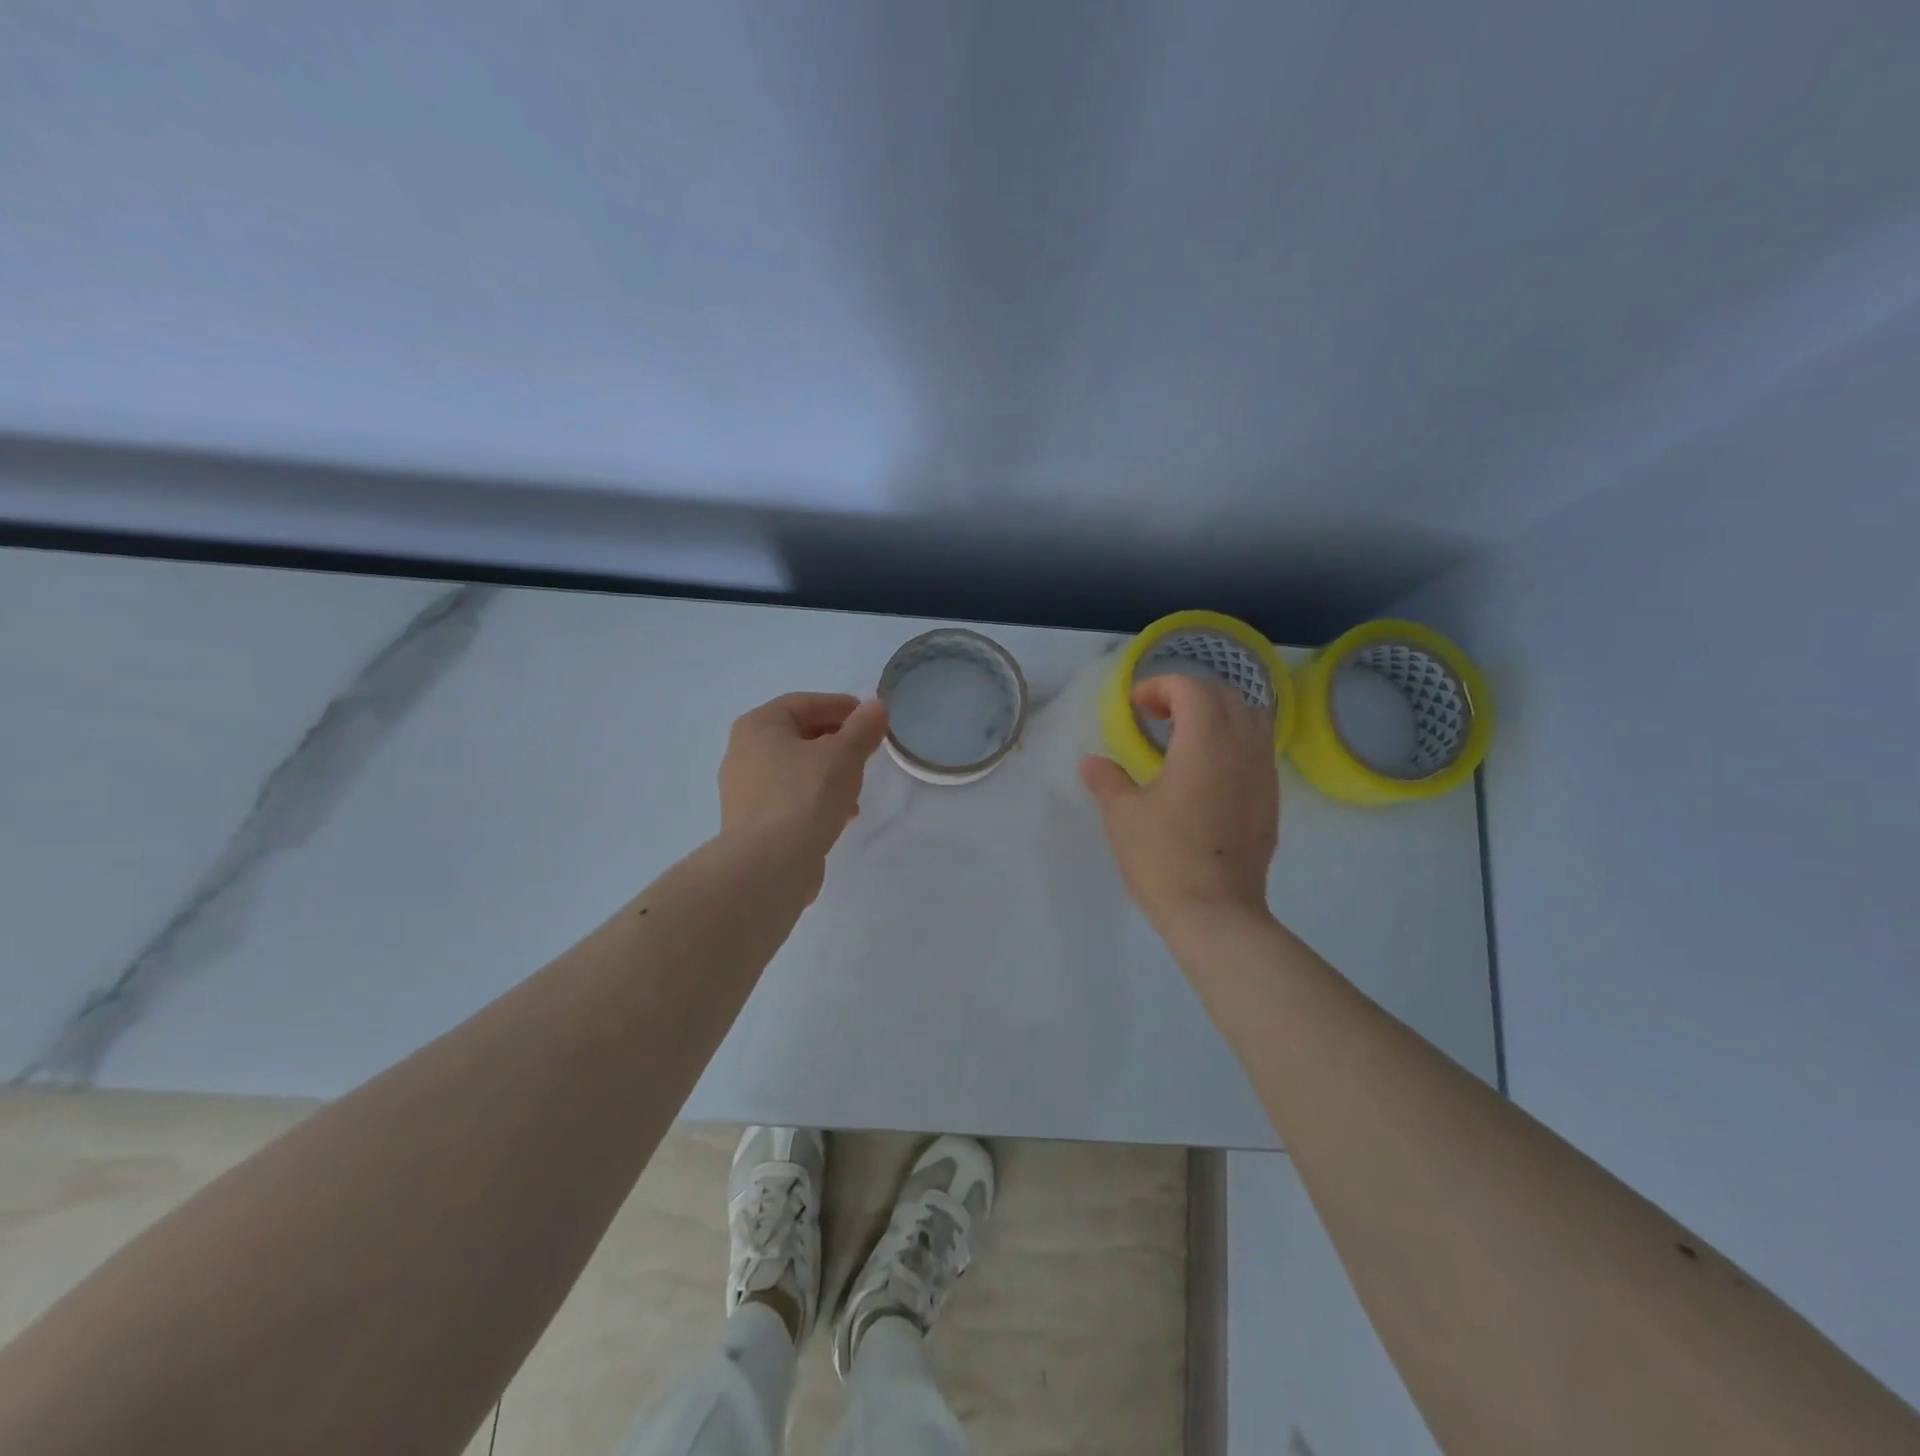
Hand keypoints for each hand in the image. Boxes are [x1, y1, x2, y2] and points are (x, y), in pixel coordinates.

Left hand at [719, 692, 889, 877]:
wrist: (769, 864)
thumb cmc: (805, 795)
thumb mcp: (844, 755)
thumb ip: (862, 728)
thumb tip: (875, 707)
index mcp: (758, 725)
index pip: (804, 703)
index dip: (839, 705)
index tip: (869, 716)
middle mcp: (743, 752)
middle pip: (798, 735)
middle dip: (836, 741)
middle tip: (866, 749)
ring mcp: (744, 789)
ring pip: (795, 769)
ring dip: (828, 772)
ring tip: (857, 787)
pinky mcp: (752, 822)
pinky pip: (789, 798)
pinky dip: (815, 798)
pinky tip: (840, 815)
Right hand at [1079, 674, 1278, 931]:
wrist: (1216, 914)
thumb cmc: (1164, 859)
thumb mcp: (1123, 816)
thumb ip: (1107, 780)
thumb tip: (1091, 762)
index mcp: (1205, 744)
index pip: (1192, 688)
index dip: (1160, 686)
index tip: (1134, 708)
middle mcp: (1242, 749)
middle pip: (1225, 695)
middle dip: (1188, 693)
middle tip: (1156, 715)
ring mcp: (1263, 775)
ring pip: (1250, 719)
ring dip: (1217, 713)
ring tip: (1185, 736)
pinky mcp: (1270, 800)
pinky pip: (1258, 749)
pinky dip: (1233, 740)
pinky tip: (1208, 769)